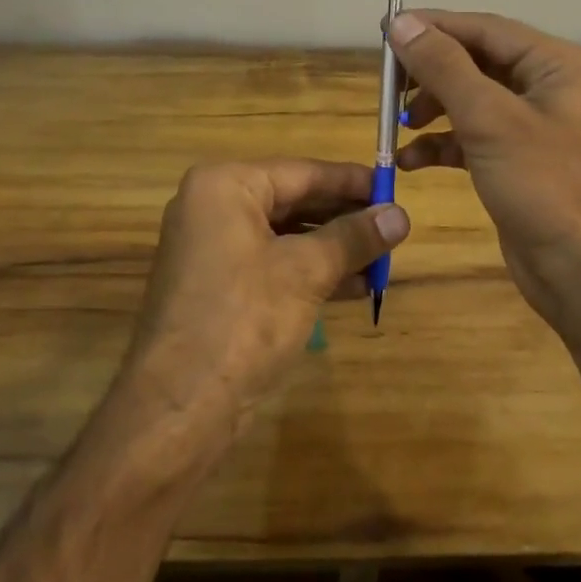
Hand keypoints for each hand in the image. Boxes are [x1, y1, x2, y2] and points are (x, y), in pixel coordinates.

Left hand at [121, 159, 408, 432]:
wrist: (179, 408)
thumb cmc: (244, 320)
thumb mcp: (306, 272)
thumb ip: (354, 238)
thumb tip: (401, 215)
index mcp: (225, 186)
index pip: (302, 172)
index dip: (352, 181)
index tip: (394, 187)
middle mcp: (213, 207)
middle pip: (294, 201)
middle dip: (345, 217)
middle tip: (394, 225)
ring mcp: (212, 248)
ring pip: (286, 236)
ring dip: (334, 248)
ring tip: (383, 258)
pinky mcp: (218, 285)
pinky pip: (273, 263)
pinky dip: (311, 272)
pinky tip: (355, 286)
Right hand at [386, 10, 580, 338]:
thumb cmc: (545, 186)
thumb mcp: (490, 119)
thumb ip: (444, 66)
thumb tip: (402, 22)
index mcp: (557, 64)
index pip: (485, 29)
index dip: (434, 27)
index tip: (385, 30)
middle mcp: (548, 86)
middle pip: (476, 61)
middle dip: (431, 72)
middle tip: (387, 83)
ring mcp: (533, 125)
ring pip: (470, 99)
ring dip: (432, 108)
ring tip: (400, 123)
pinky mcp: (516, 160)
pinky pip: (472, 136)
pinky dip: (442, 144)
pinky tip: (411, 160)